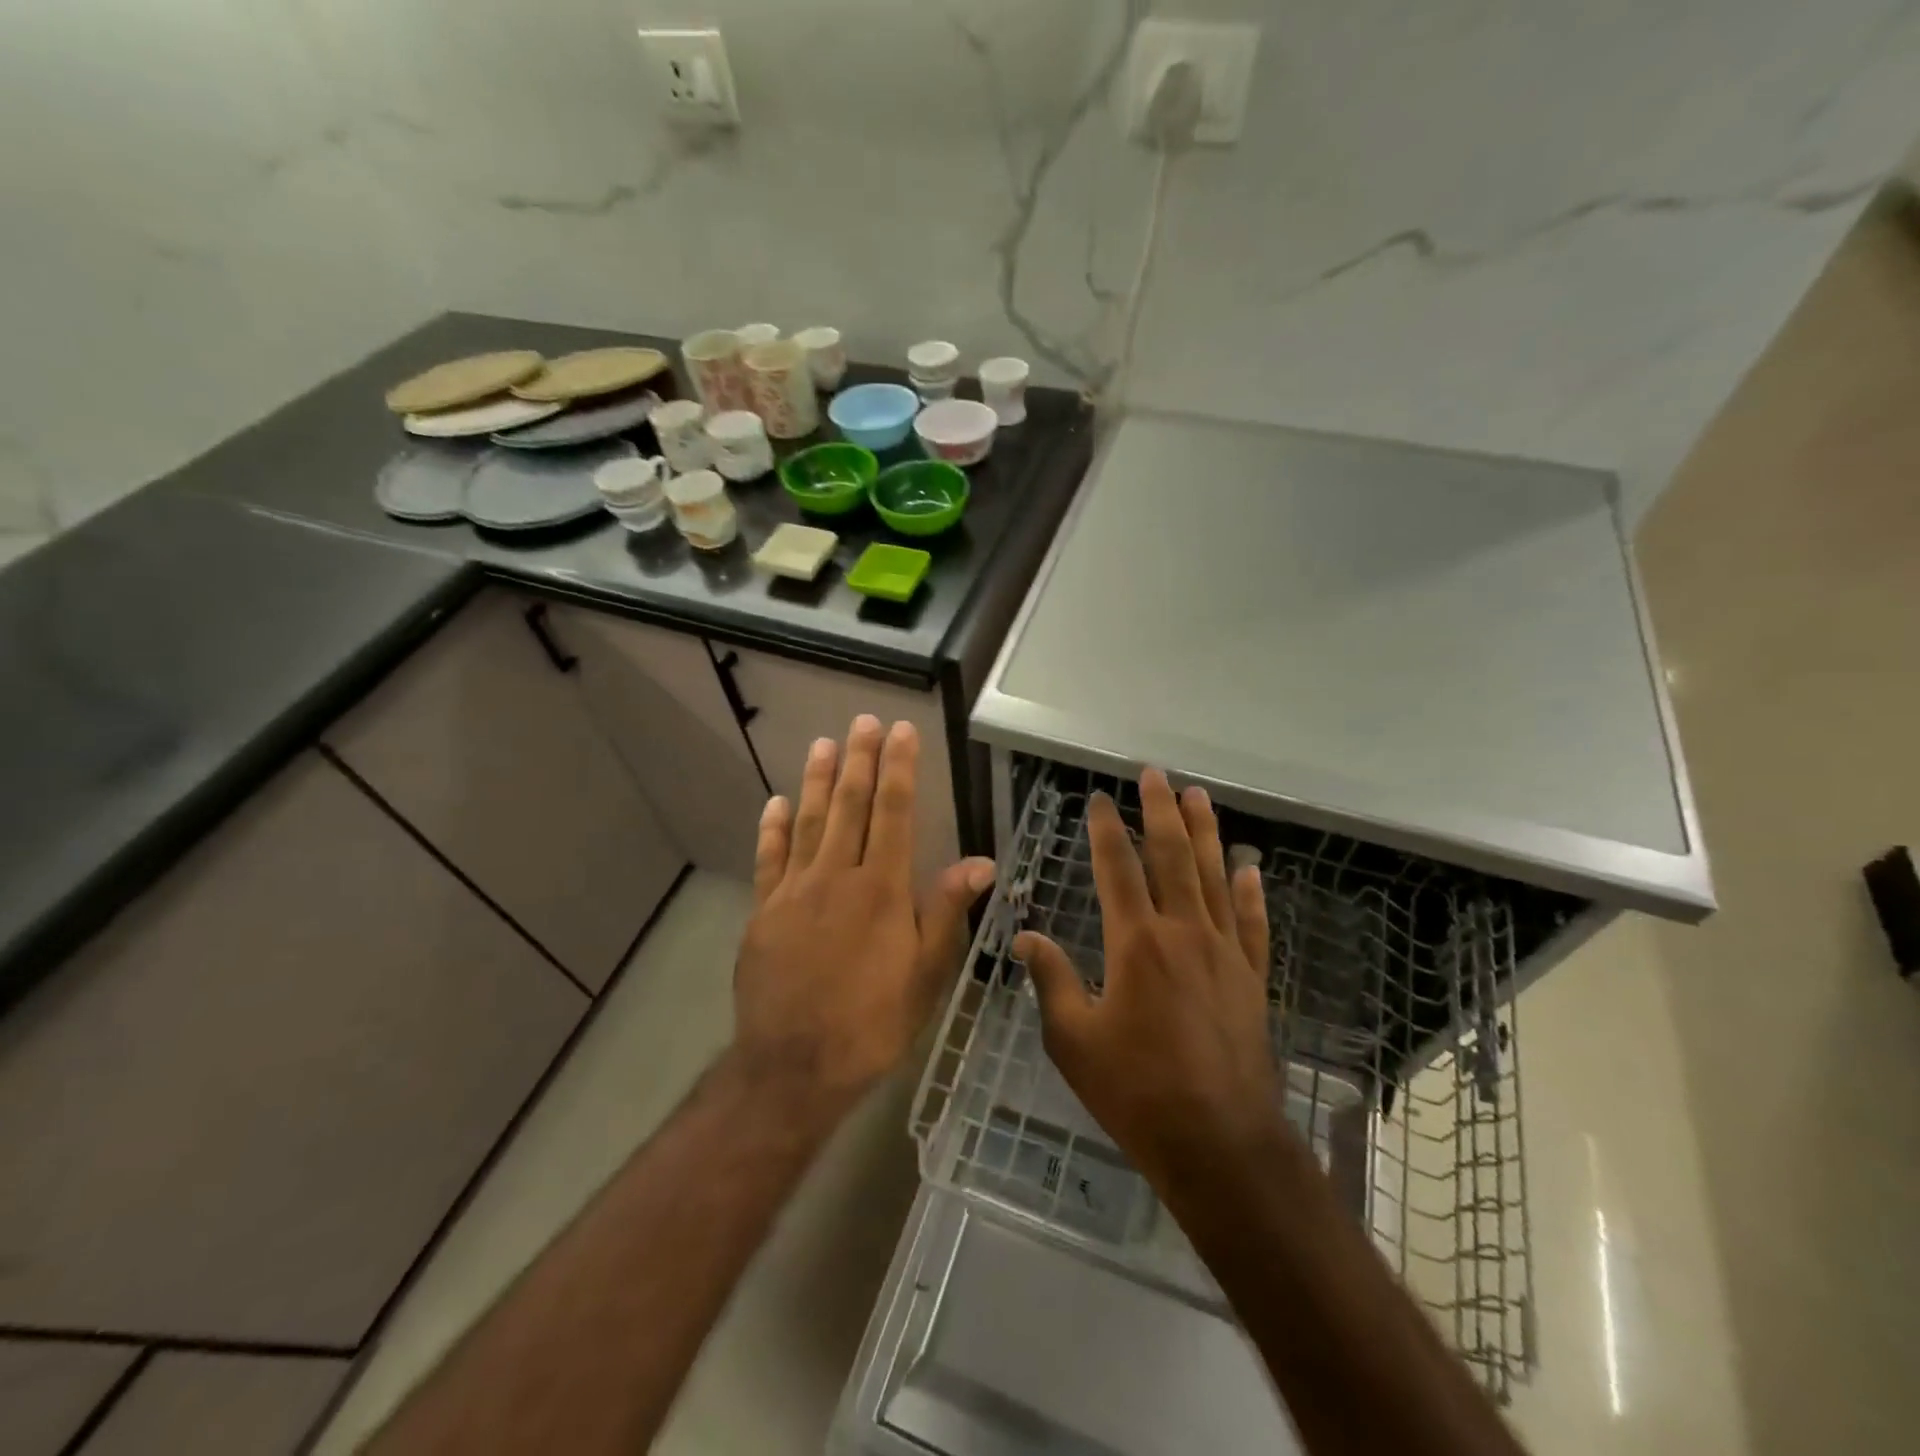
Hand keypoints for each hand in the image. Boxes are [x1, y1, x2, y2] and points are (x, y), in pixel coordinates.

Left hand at [733, 715, 995, 1113]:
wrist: (794, 1067)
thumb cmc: (873, 1022)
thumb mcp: (926, 973)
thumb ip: (947, 910)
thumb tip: (981, 860)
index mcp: (882, 888)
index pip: (893, 813)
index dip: (899, 768)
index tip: (902, 731)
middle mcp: (837, 876)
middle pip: (851, 806)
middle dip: (860, 759)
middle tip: (864, 721)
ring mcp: (795, 892)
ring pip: (809, 822)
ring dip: (819, 780)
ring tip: (824, 743)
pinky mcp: (764, 912)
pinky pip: (770, 860)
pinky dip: (773, 828)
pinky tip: (777, 802)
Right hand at [1016, 769, 1284, 1194]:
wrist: (1218, 1143)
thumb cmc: (1136, 1091)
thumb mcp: (1073, 1039)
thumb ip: (1050, 980)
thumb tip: (1024, 938)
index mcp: (1135, 942)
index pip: (1117, 868)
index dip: (1105, 829)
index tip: (1099, 799)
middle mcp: (1183, 933)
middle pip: (1172, 856)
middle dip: (1161, 811)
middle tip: (1155, 775)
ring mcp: (1224, 953)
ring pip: (1215, 878)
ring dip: (1207, 833)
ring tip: (1200, 797)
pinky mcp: (1252, 979)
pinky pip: (1253, 925)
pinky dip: (1251, 893)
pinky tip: (1251, 868)